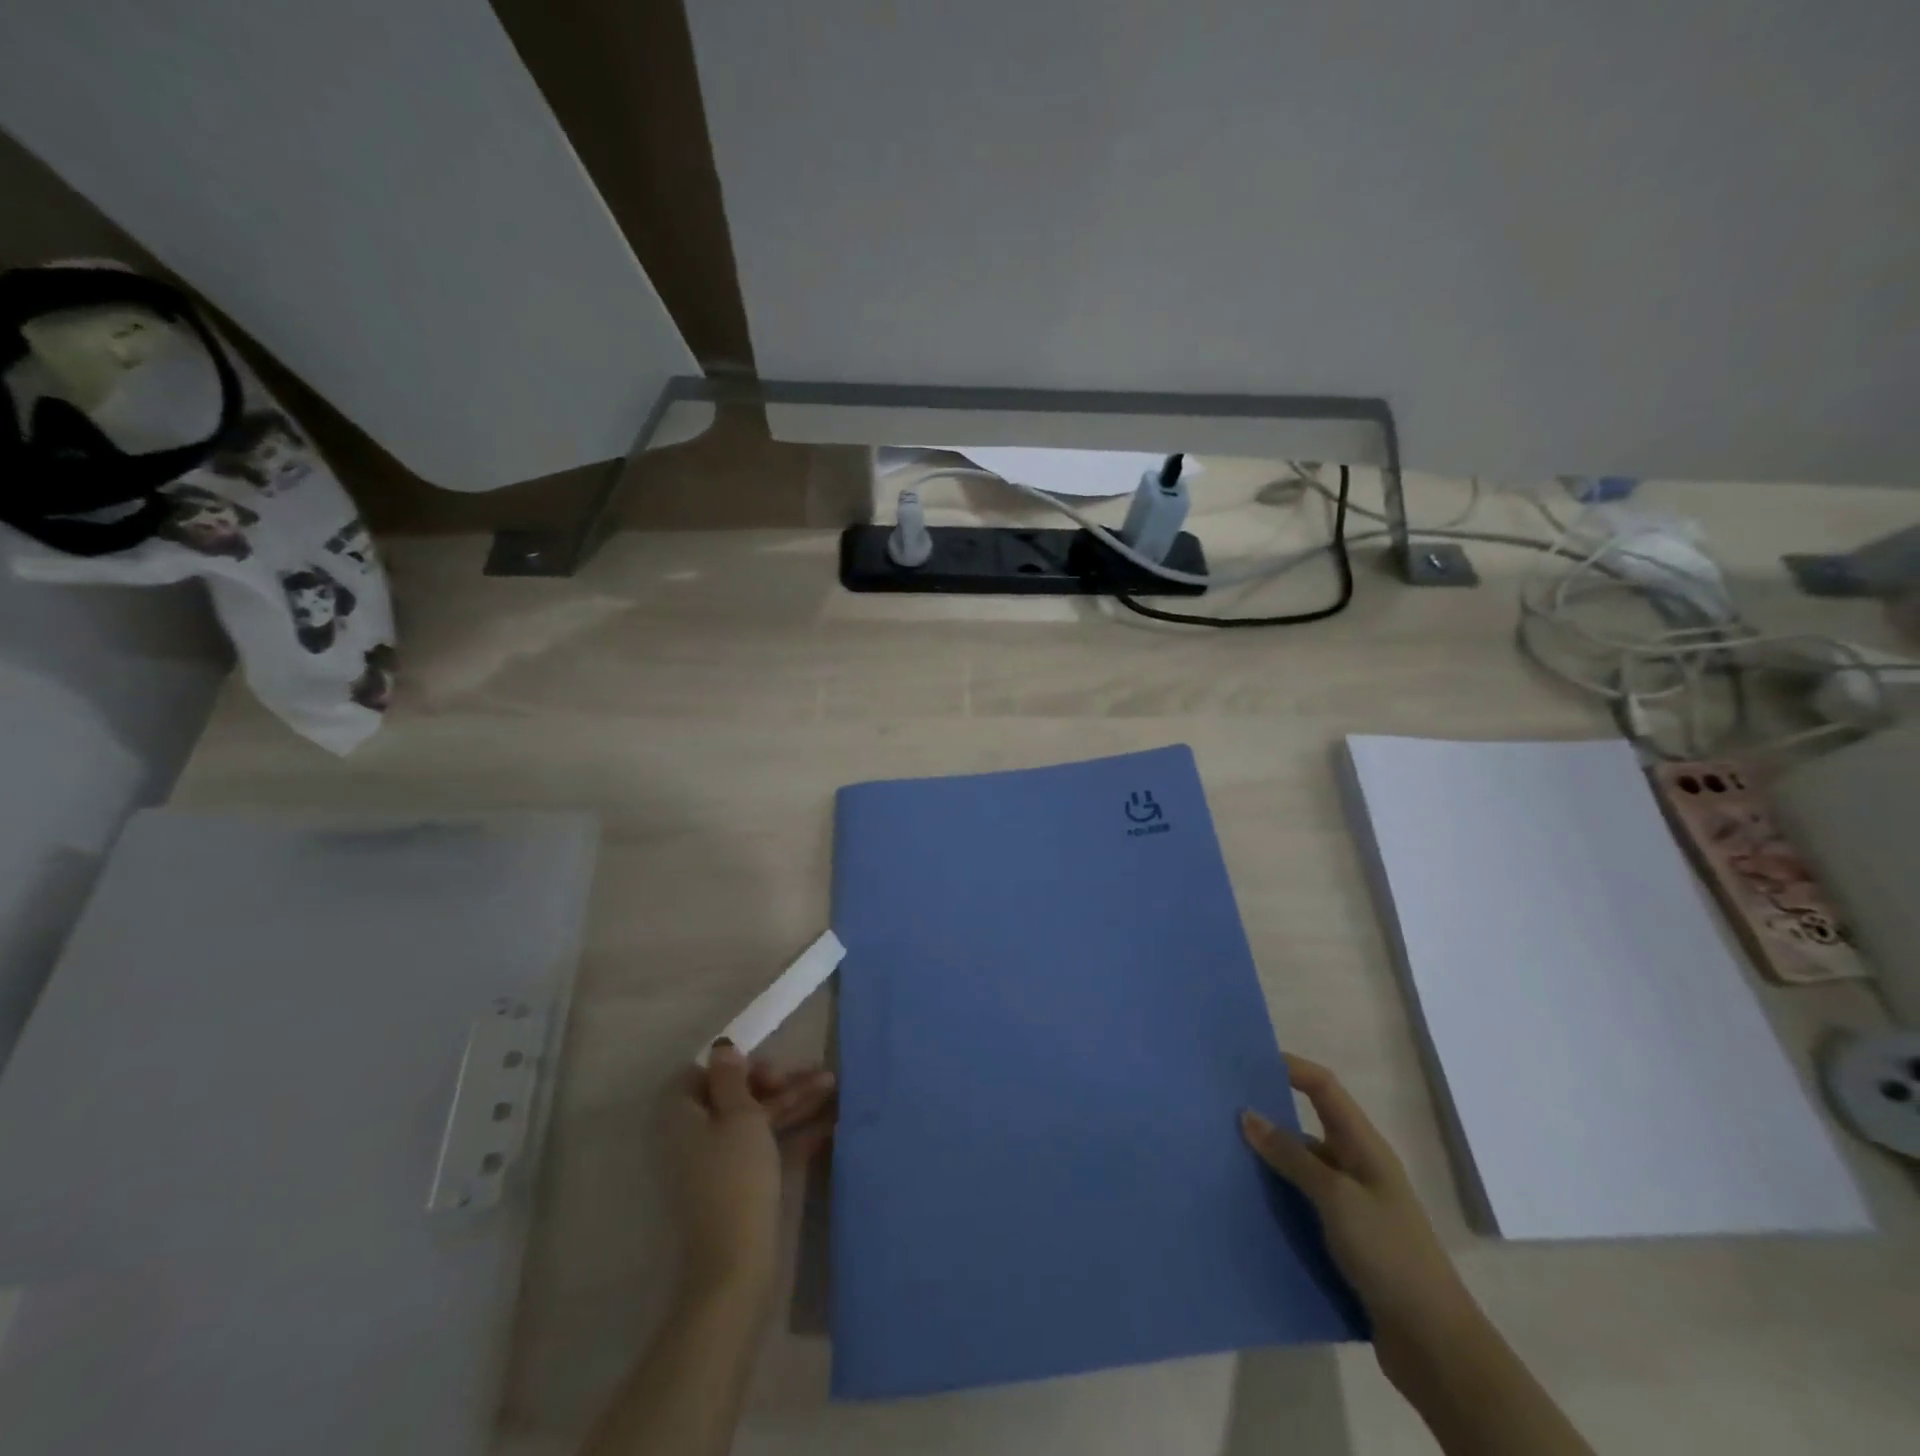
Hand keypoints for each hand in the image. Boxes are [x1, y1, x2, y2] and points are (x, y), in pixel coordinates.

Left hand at [662, 1041, 835, 1307]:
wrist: (737, 1264)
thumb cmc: (735, 1177)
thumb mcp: (738, 1116)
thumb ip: (732, 1078)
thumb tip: (721, 1048)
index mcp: (683, 1117)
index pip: (703, 1075)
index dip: (737, 1065)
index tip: (769, 1068)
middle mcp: (697, 1136)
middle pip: (737, 1095)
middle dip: (778, 1081)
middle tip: (813, 1073)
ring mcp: (721, 1163)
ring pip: (757, 1119)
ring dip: (794, 1100)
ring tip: (833, 1084)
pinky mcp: (743, 1185)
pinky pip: (769, 1146)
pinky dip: (795, 1132)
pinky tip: (831, 1122)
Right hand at [1241, 1055, 1479, 1391]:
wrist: (1435, 1346)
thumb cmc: (1389, 1255)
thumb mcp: (1337, 1198)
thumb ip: (1291, 1156)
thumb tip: (1247, 1114)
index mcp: (1364, 1147)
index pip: (1324, 1088)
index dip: (1290, 1068)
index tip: (1247, 1062)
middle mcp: (1357, 1168)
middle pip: (1307, 1126)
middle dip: (1268, 1118)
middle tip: (1221, 1113)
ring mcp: (1351, 1206)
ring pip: (1300, 1169)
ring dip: (1268, 1164)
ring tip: (1223, 1159)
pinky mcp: (1344, 1240)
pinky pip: (1301, 1206)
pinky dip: (1277, 1201)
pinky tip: (1246, 1207)